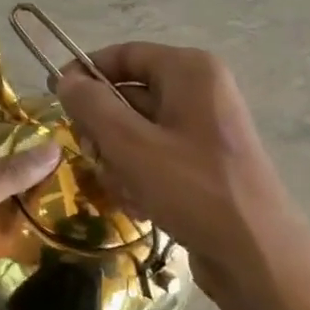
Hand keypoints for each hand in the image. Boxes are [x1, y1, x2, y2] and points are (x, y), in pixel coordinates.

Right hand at [53, 43, 290, 298]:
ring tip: (126, 191)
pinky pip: (154, 157)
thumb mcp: (131, 145)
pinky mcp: (203, 162)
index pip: (123, 55)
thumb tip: (65, 80)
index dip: (84, 74)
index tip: (53, 100)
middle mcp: (200, 90)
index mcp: (189, 70)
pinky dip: (139, 178)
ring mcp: (203, 128)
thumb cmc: (193, 189)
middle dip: (103, 131)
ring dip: (118, 162)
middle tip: (95, 159)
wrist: (255, 254)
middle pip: (127, 95)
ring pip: (135, 132)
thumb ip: (92, 107)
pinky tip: (141, 205)